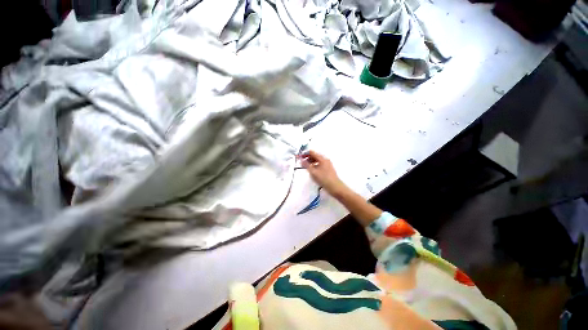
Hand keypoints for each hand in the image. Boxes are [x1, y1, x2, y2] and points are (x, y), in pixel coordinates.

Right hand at [300, 150, 346, 195]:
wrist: (335, 187)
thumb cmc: (324, 179)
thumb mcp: (313, 172)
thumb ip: (306, 165)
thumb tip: (301, 160)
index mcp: (322, 159)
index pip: (312, 152)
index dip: (305, 154)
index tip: (300, 157)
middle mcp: (325, 160)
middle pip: (315, 156)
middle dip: (308, 158)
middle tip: (302, 162)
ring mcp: (328, 164)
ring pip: (317, 160)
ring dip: (311, 162)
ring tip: (306, 167)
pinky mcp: (328, 169)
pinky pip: (320, 164)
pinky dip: (315, 165)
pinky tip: (312, 170)